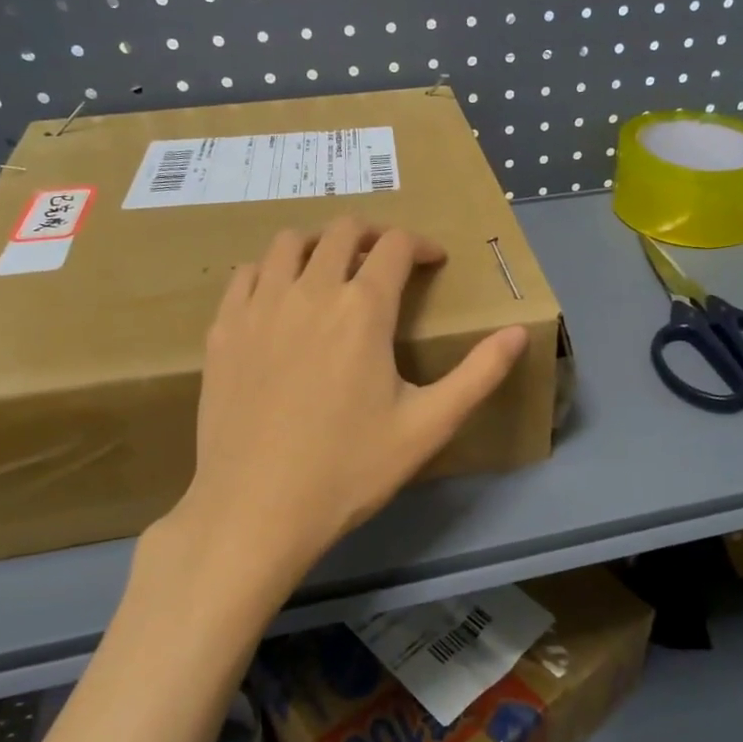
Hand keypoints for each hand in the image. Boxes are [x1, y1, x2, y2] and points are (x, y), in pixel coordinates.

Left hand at [154, 218, 528, 591]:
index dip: (421, 245)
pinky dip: (272, 270)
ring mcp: (259, 307)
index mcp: (363, 309)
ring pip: (289, 242)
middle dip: (375, 234)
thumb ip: (479, 374)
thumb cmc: (349, 469)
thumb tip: (519, 332)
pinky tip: (281, 298)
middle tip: (389, 259)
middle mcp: (309, 291)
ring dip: (320, 243)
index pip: (396, 246)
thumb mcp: (429, 426)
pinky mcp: (223, 330)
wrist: (256, 510)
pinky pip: (247, 274)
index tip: (434, 261)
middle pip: (343, 231)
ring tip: (334, 268)